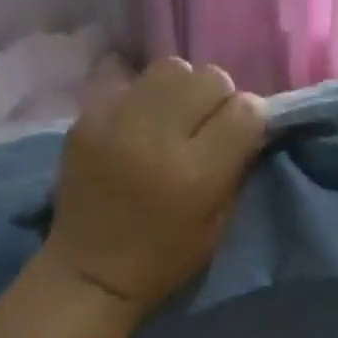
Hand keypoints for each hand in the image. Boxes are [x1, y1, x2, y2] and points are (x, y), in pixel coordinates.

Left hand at [42, 58, 265, 312]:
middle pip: (209, 78)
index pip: (245, 110)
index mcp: (196, 173)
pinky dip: (143, 98)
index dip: (251, 118)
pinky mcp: (87, 117)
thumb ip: (237, 165)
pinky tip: (138, 125)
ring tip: (171, 117)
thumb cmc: (164, 257)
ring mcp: (116, 121)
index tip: (242, 132)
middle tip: (204, 124)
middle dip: (217, 98)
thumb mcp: (218, 223)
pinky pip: (130, 82)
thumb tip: (250, 119)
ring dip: (180, 89)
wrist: (90, 269)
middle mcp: (156, 138)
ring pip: (170, 68)